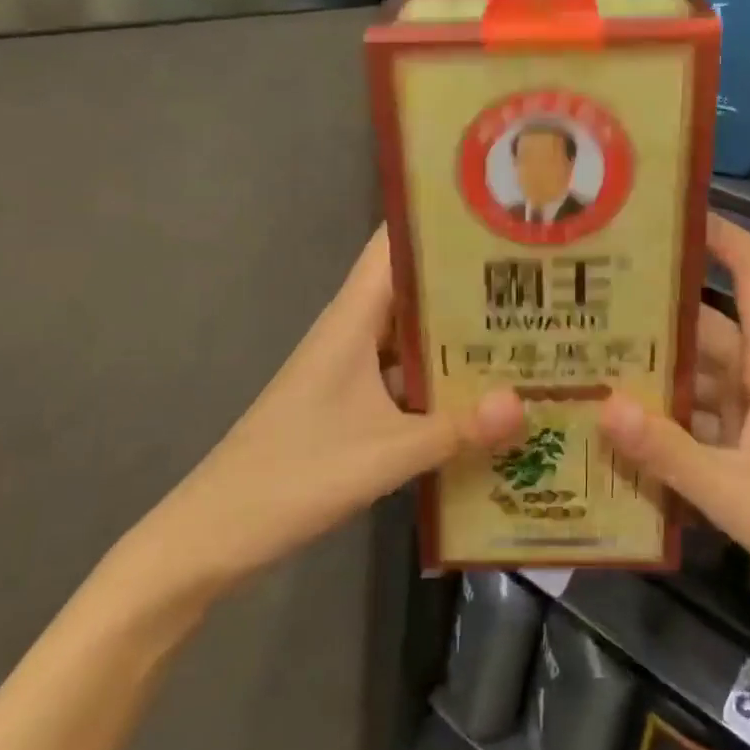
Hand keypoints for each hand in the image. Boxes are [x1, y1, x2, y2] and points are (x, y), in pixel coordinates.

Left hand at [120, 229, 523, 610]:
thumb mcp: (385, 454)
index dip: (438, 222)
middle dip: (467, 281)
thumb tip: (525, 403)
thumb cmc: (294, 475)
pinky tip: (482, 392)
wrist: (216, 532)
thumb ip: (456, 429)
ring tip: (523, 327)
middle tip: (533, 278)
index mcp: (352, 320)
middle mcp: (351, 332)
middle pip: (413, 288)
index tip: (495, 217)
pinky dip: (439, 376)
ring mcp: (350, 369)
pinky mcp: (350, 403)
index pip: (393, 246)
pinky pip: (405, 374)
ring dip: (457, 332)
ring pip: (411, 334)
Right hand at [601, 216, 749, 656]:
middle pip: (711, 330)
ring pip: (704, 381)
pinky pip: (708, 424)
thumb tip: (601, 403)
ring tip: (591, 368)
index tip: (667, 218)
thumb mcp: (737, 495)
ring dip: (658, 377)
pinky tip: (627, 438)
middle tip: (589, 309)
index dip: (721, 235)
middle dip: (656, 318)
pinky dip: (672, 425)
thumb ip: (667, 451)